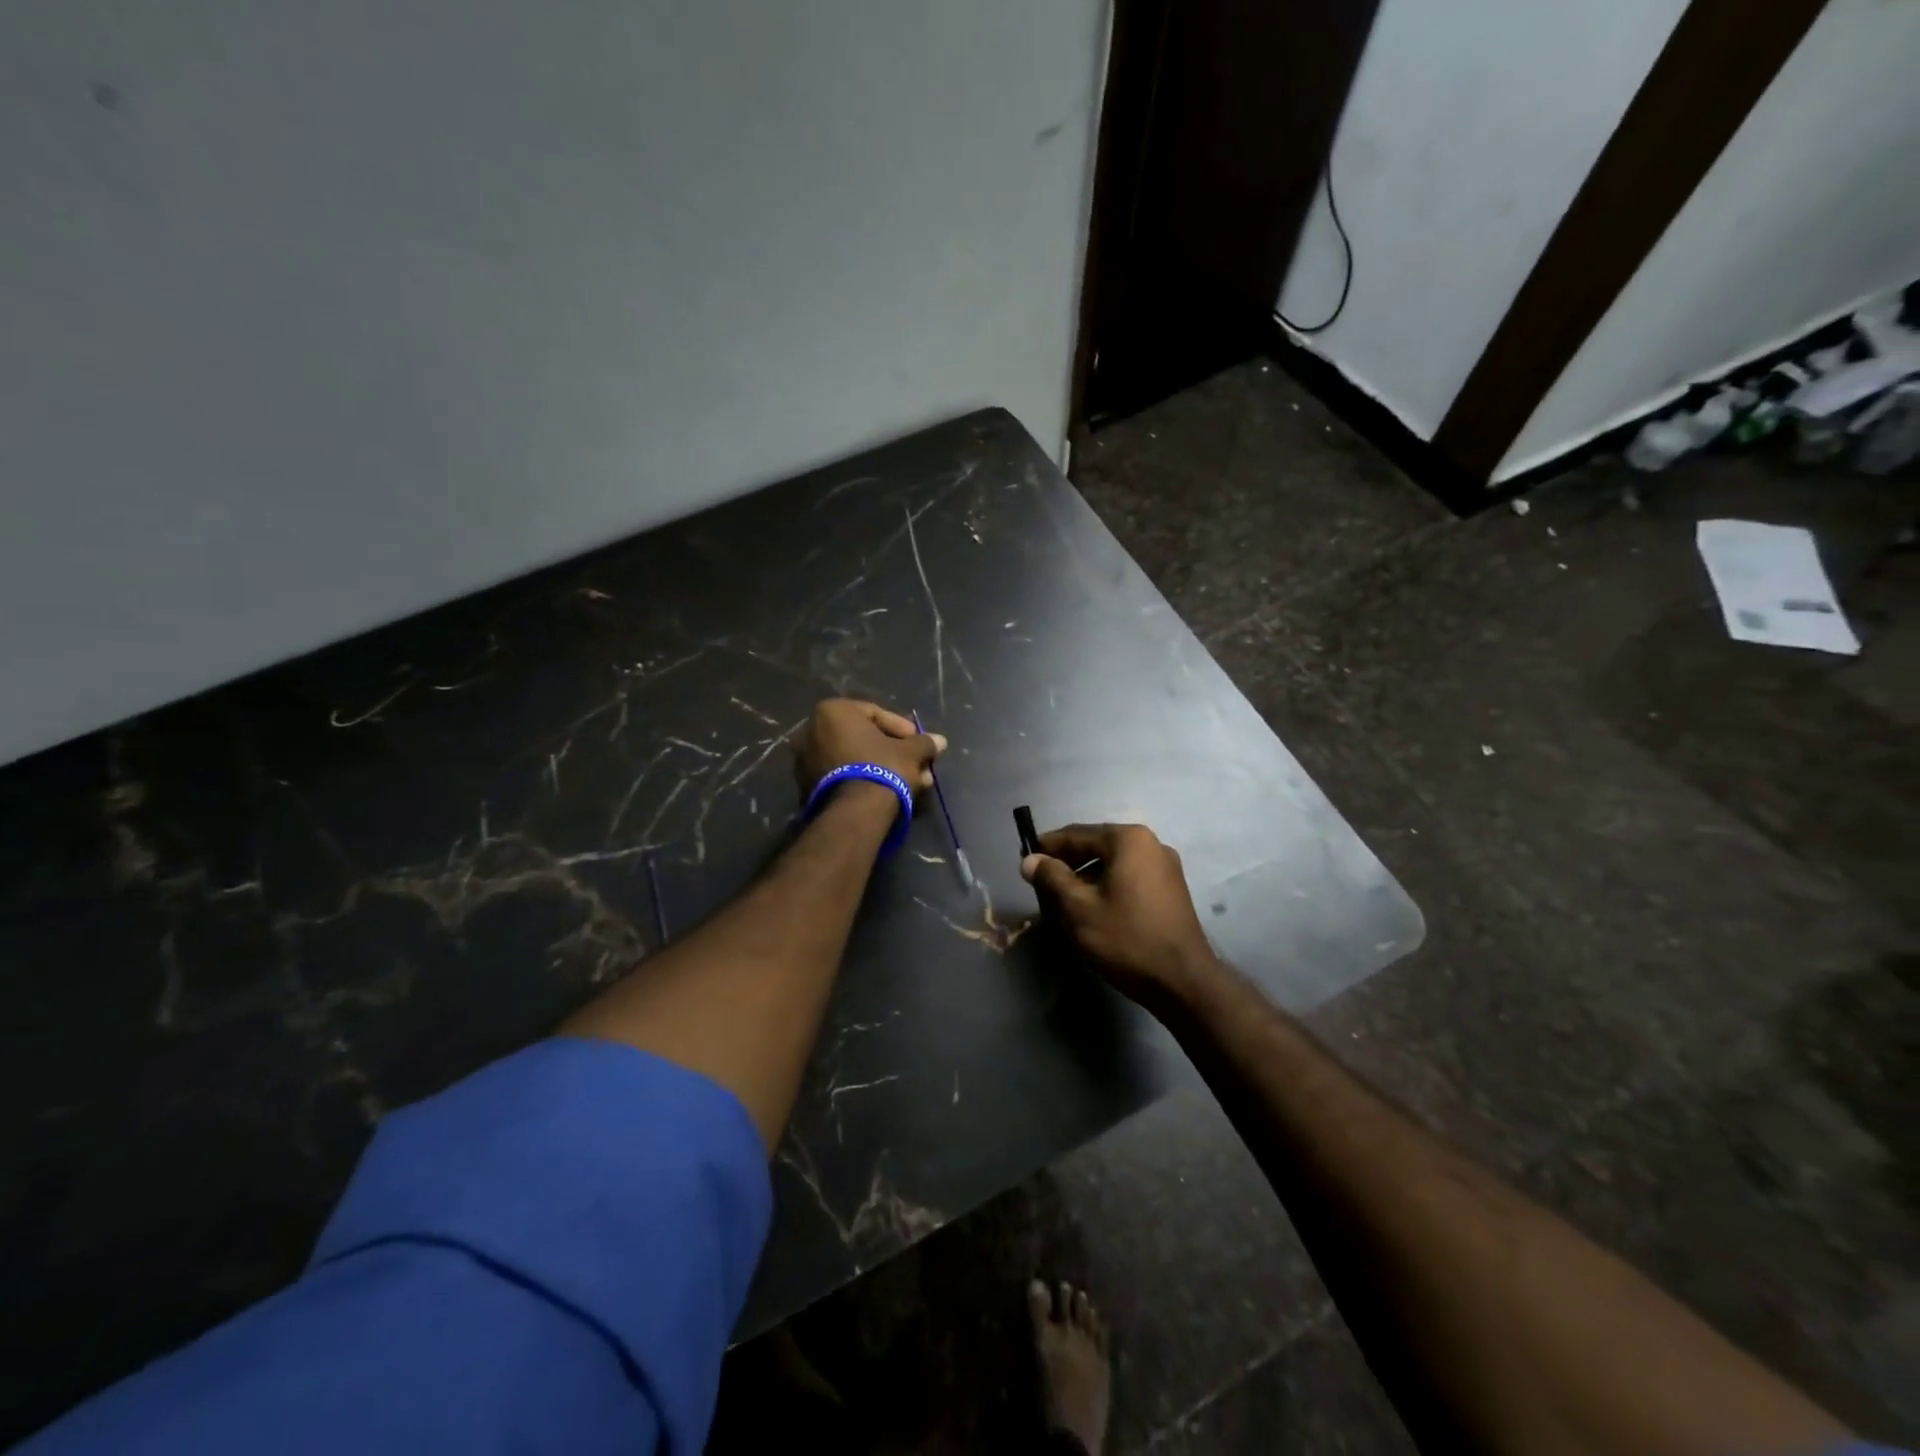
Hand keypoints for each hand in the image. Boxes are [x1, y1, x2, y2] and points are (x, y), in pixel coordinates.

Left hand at [794, 699, 945, 798]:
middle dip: (894, 752)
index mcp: (834, 711)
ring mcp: (806, 759)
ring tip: (910, 783)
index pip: (876, 714)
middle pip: (864, 738)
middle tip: (916, 765)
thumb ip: (923, 743)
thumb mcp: (910, 752)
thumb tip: (940, 741)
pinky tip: (888, 792)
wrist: (855, 812)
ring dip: (882, 768)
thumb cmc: (882, 768)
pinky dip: (864, 780)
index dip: (903, 729)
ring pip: (855, 759)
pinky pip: (843, 775)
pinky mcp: (807, 786)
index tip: (919, 743)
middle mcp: (813, 730)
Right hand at [1021, 823, 1216, 1006]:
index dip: (1048, 846)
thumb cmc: (1126, 939)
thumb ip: (1052, 878)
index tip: (1025, 858)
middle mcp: (1151, 843)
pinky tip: (1093, 907)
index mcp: (1128, 839)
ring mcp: (1166, 866)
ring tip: (1063, 898)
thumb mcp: (1079, 908)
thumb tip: (1029, 860)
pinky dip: (1108, 885)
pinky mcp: (1172, 889)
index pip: (1077, 834)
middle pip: (1097, 845)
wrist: (1183, 982)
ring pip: (1114, 863)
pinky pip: (1130, 876)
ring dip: (1087, 875)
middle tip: (1041, 881)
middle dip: (1068, 862)